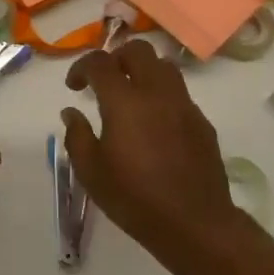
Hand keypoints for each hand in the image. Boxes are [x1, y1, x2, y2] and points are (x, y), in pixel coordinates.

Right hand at [63, 40, 242, 268]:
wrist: (195, 224)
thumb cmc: (135, 199)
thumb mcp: (91, 172)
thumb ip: (76, 136)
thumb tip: (71, 112)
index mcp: (125, 101)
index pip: (100, 62)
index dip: (82, 67)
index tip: (74, 86)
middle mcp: (156, 93)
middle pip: (137, 50)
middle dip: (116, 58)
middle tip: (104, 81)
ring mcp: (184, 104)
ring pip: (164, 65)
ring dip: (143, 70)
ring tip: (131, 95)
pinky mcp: (202, 121)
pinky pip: (179, 93)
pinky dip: (162, 95)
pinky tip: (155, 123)